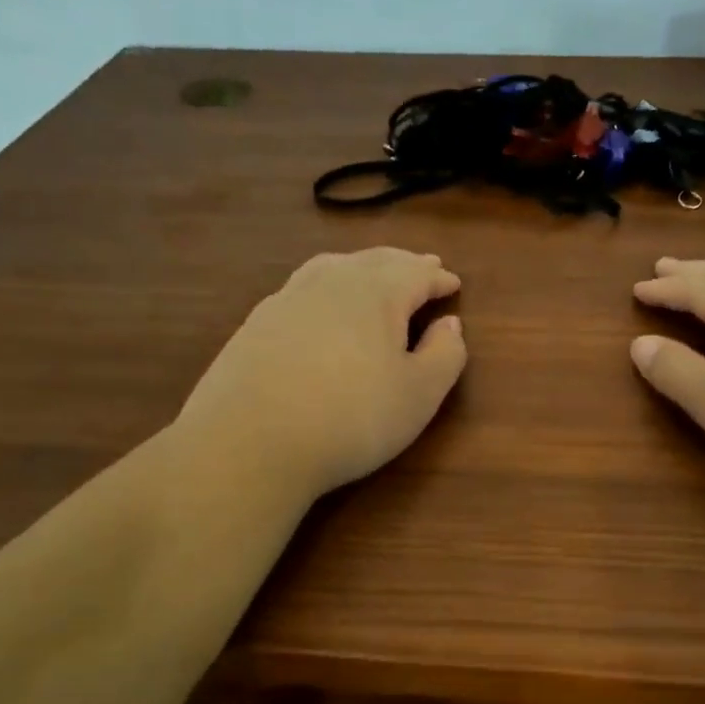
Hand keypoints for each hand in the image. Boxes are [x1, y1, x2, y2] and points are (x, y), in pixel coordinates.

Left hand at [174, 247, 466, 501]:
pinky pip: (302, 288)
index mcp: (377, 293)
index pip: (416, 274)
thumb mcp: (419, 395)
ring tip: (372, 273)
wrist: (251, 442)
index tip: (453, 282)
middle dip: (403, 263)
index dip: (438, 278)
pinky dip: (325, 285)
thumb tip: (450, 324)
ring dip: (361, 267)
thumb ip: (446, 355)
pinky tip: (320, 305)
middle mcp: (332, 282)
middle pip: (375, 261)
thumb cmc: (352, 418)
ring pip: (333, 267)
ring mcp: (287, 299)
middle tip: (421, 266)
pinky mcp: (256, 323)